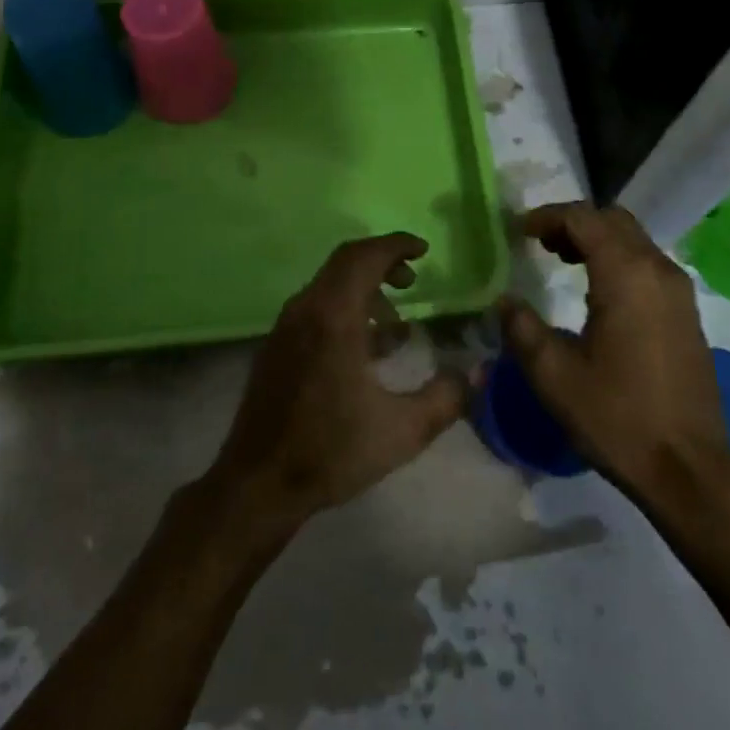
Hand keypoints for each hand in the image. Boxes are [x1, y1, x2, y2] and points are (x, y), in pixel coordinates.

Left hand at [206, 233, 467, 533]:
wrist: (258, 484)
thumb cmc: (330, 451)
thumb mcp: (401, 431)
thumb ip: (444, 400)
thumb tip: (472, 375)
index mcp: (334, 317)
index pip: (364, 256)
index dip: (396, 245)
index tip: (424, 250)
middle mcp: (306, 309)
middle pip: (345, 262)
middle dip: (383, 262)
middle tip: (413, 280)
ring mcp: (286, 326)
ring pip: (329, 285)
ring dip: (364, 289)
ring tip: (395, 324)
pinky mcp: (276, 346)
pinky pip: (316, 307)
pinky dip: (345, 308)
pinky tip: (364, 349)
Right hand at [498, 203, 729, 511]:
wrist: (690, 469)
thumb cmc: (618, 417)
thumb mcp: (554, 375)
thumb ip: (522, 328)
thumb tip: (504, 301)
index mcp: (625, 273)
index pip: (583, 218)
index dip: (548, 216)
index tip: (519, 231)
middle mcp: (657, 269)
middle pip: (612, 219)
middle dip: (574, 222)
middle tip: (540, 242)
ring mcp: (678, 290)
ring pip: (633, 239)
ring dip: (597, 239)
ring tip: (561, 260)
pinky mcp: (687, 312)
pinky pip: (648, 263)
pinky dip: (618, 259)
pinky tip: (596, 291)